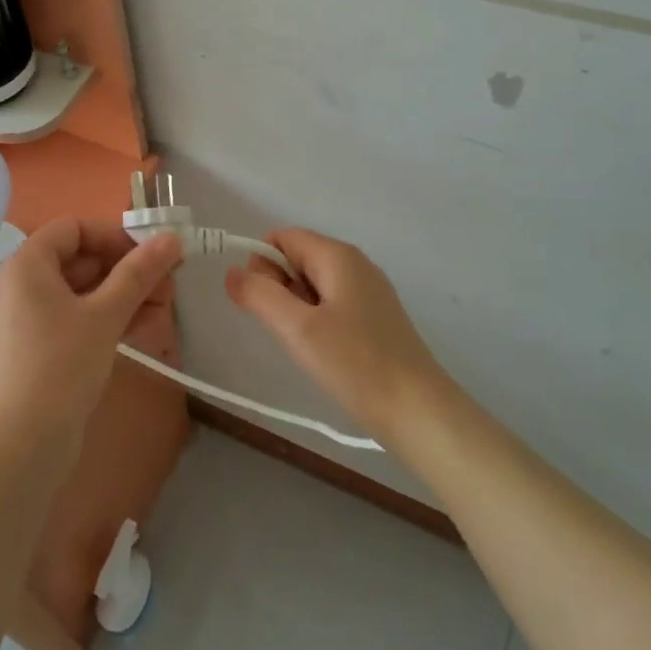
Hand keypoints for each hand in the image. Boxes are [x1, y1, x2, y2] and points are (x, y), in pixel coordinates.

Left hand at [0, 218, 181, 457]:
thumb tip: (172, 237)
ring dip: (126, 292)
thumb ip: (139, 273)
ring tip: (166, 305)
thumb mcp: (105, 314)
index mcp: (28, 264)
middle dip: (128, 267)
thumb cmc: (60, 366)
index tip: (150, 253)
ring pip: (86, 289)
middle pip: (83, 258)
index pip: (74, 228)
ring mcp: (34, 317)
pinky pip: (81, 316)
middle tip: (169, 282)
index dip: (114, 235)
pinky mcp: (44, 346)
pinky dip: (111, 315)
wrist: (23, 447)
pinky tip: (145, 325)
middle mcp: (25, 284)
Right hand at [225, 227, 448, 440]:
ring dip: (296, 309)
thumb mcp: (298, 329)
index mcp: (338, 255)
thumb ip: (260, 295)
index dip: (261, 263)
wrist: (419, 412)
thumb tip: (232, 272)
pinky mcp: (374, 319)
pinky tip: (323, 353)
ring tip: (305, 346)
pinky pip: (331, 305)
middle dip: (278, 288)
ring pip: (313, 285)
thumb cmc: (356, 364)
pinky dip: (316, 323)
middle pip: (297, 259)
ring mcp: (368, 292)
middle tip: (286, 330)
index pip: (282, 237)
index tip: (260, 303)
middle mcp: (355, 264)